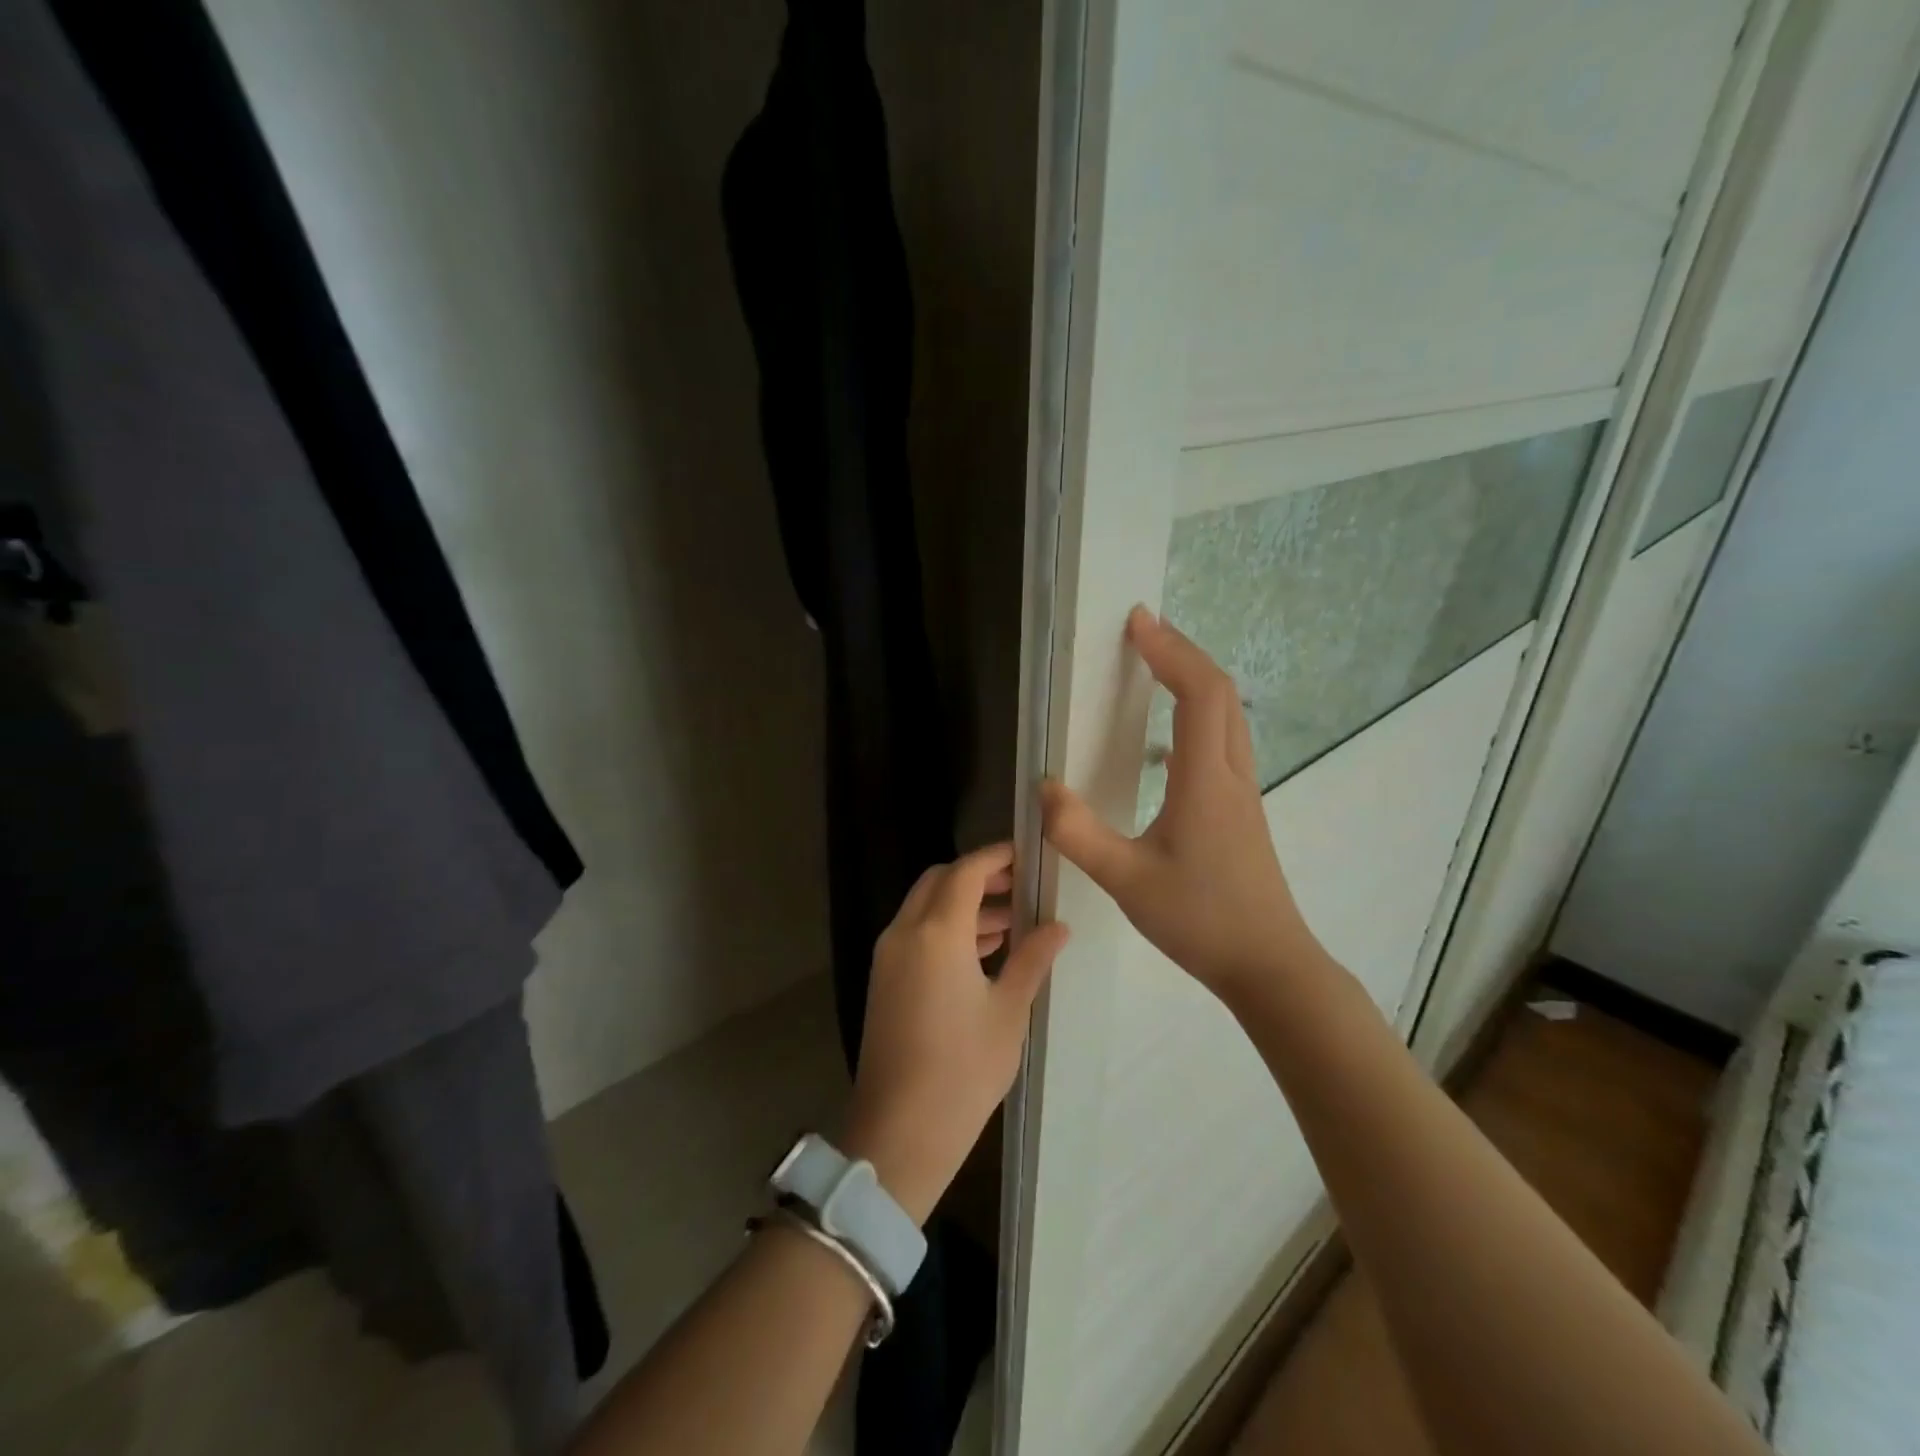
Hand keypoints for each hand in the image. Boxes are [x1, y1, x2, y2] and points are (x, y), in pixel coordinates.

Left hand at [842, 844, 1069, 1224]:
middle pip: (940, 881)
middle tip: (1020, 887)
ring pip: (925, 907)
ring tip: (1011, 924)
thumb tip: (1058, 926)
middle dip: (978, 876)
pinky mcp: (884, 980)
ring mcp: (889, 957)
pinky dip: (946, 928)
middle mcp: (905, 933)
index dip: (996, 856)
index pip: (966, 871)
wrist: (900, 1131)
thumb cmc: (963, 1070)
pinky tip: (982, 953)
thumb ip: (1032, 959)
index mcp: (937, 933)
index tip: (1027, 854)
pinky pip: (916, 933)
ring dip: (963, 904)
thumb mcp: (1008, 1011)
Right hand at [1041, 606, 1325, 1007]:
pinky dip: (1199, 717)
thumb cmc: (1199, 920)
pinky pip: (1224, 742)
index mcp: (1206, 780)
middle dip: (1183, 653)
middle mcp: (1231, 774)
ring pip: (1228, 717)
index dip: (1169, 650)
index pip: (1199, 692)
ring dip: (1196, 682)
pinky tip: (1168, 742)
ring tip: (1157, 668)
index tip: (1137, 622)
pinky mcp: (1241, 811)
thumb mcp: (1126, 881)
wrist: (1268, 965)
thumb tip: (1042, 788)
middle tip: (1144, 632)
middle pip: (1221, 693)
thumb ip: (1078, 833)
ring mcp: (1242, 792)